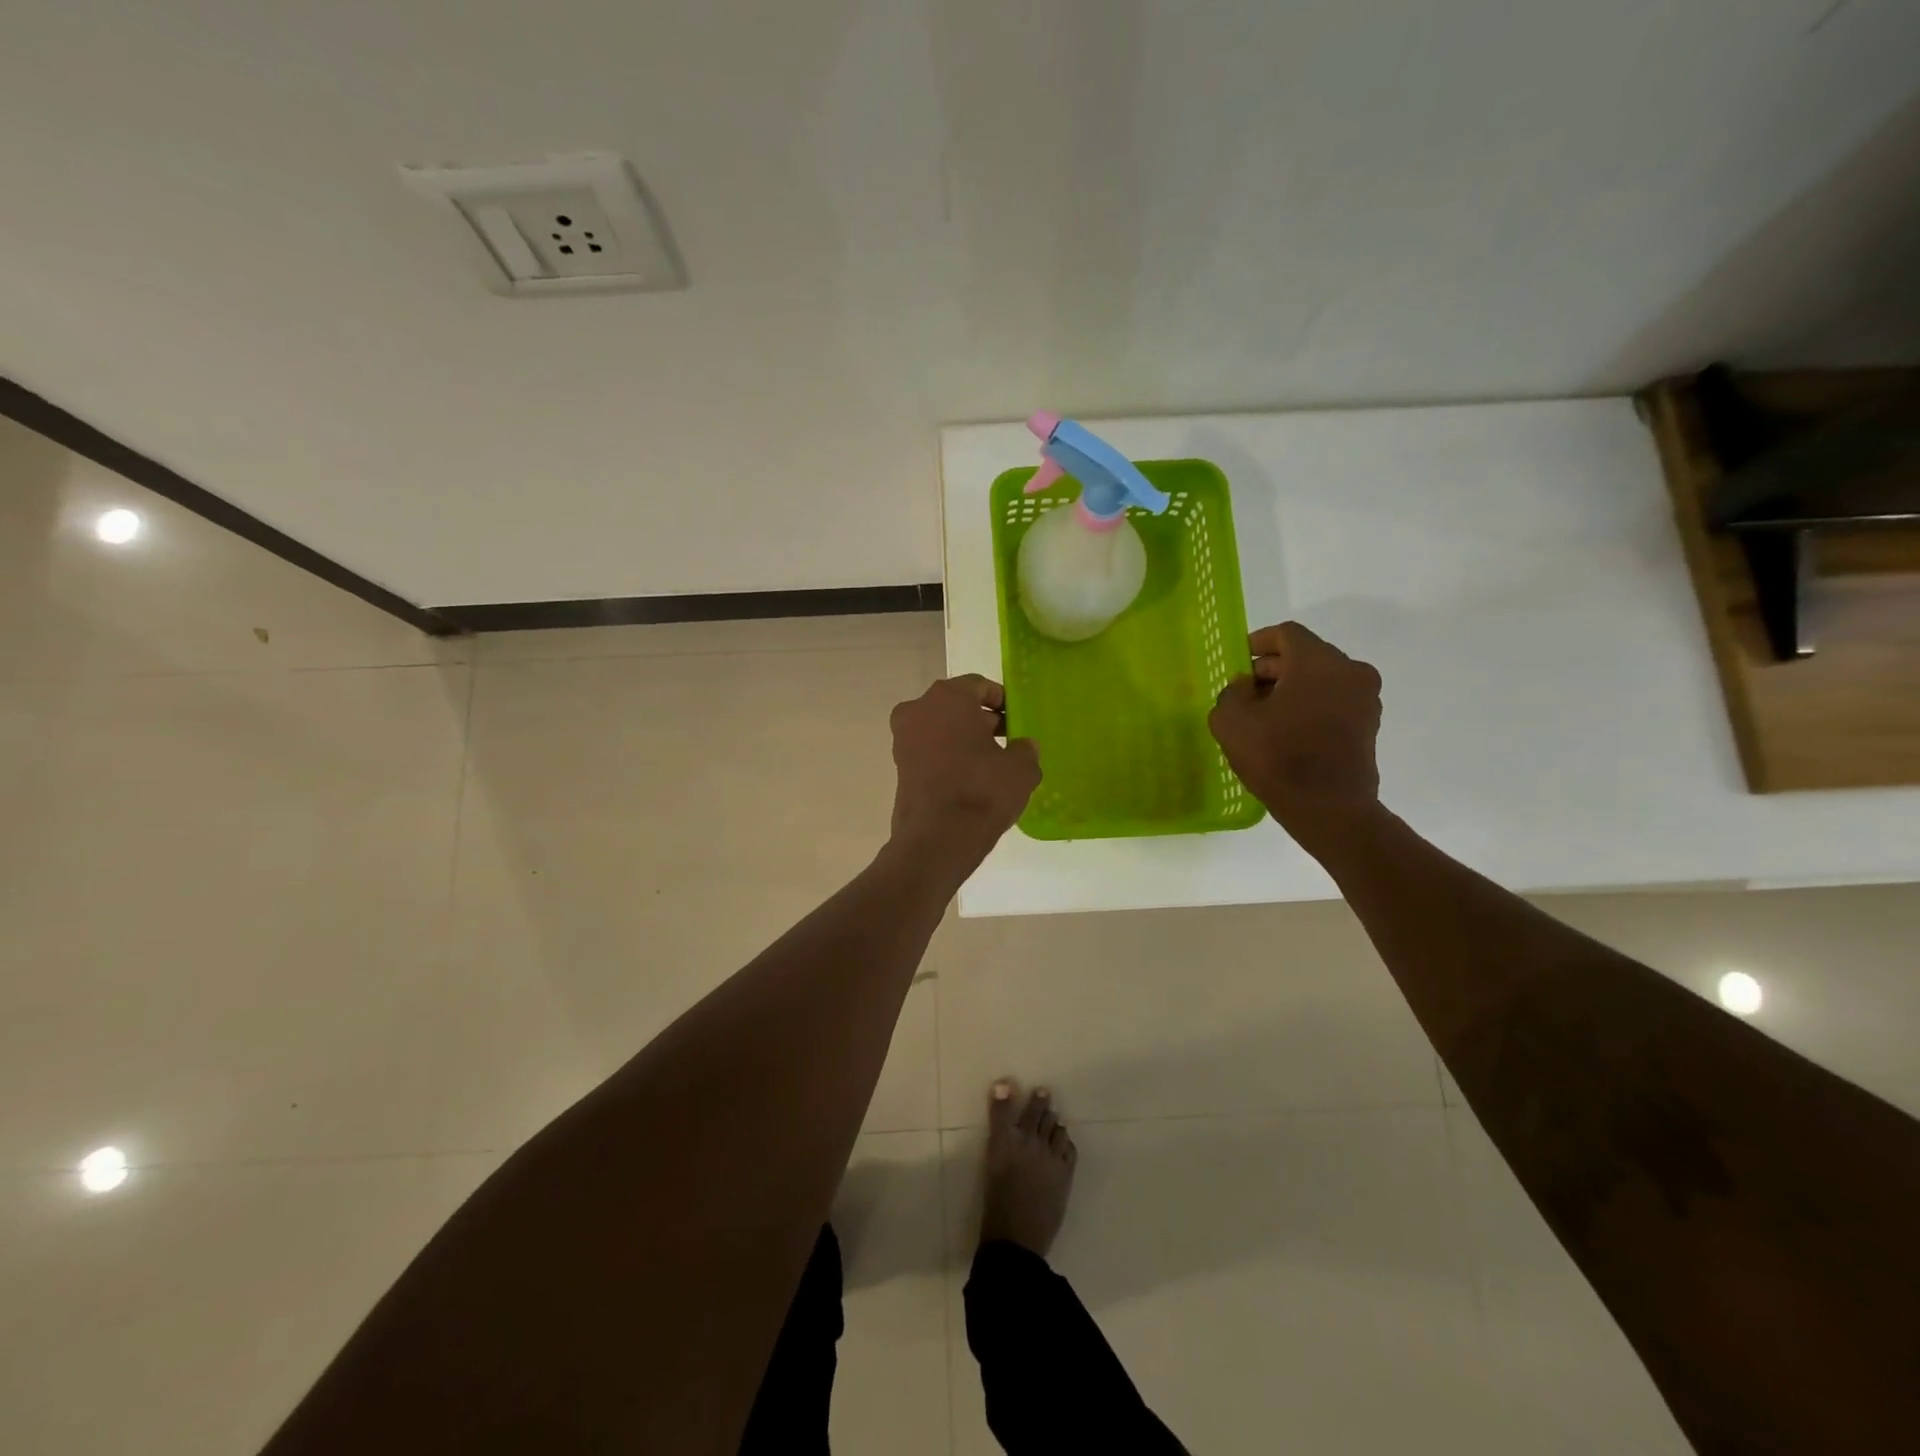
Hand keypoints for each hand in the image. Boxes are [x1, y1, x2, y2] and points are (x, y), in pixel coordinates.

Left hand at [889, 675, 1040, 867]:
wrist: (938, 837)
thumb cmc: (982, 789)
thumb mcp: (1020, 769)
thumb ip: (1025, 750)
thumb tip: (1024, 746)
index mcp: (948, 697)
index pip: (978, 686)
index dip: (1000, 700)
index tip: (1015, 718)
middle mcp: (918, 709)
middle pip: (955, 706)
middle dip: (980, 720)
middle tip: (1005, 739)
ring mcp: (903, 739)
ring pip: (939, 729)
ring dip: (962, 739)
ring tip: (990, 762)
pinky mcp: (898, 767)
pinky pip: (928, 752)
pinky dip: (947, 757)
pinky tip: (969, 778)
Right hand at [1208, 623, 1382, 846]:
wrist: (1329, 810)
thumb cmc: (1278, 758)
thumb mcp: (1232, 721)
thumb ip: (1232, 692)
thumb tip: (1246, 686)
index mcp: (1319, 662)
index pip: (1285, 634)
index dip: (1256, 643)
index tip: (1237, 663)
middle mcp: (1350, 671)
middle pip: (1304, 655)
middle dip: (1271, 669)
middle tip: (1244, 693)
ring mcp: (1365, 699)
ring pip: (1320, 679)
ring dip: (1290, 689)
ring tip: (1262, 716)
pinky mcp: (1368, 725)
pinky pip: (1332, 701)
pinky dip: (1309, 706)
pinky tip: (1286, 732)